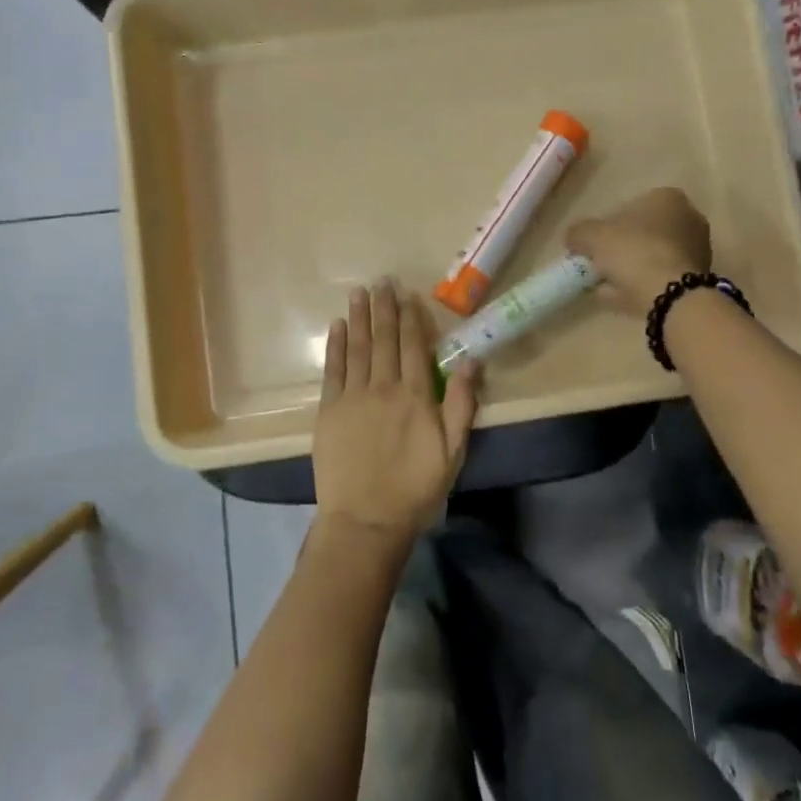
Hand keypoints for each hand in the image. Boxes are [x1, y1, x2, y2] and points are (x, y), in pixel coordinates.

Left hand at [312, 280, 479, 541]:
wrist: (366, 519)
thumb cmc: (415, 488)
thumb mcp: (452, 451)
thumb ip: (462, 404)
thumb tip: (471, 359)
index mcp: (416, 396)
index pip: (414, 346)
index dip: (412, 318)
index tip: (408, 294)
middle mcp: (383, 387)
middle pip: (385, 339)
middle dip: (384, 308)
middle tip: (381, 281)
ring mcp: (353, 397)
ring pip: (358, 347)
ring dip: (359, 317)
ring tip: (359, 292)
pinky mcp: (329, 410)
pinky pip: (333, 369)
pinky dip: (336, 345)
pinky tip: (338, 326)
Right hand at [565, 187, 712, 315]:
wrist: (672, 295)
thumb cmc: (634, 253)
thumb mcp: (593, 237)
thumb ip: (578, 232)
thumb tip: (573, 238)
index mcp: (667, 197)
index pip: (630, 207)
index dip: (606, 226)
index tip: (591, 246)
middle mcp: (689, 218)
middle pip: (643, 233)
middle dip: (621, 249)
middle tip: (598, 266)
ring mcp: (698, 249)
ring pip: (652, 257)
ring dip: (631, 270)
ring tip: (606, 287)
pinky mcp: (699, 277)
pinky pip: (661, 277)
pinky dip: (643, 285)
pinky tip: (624, 298)